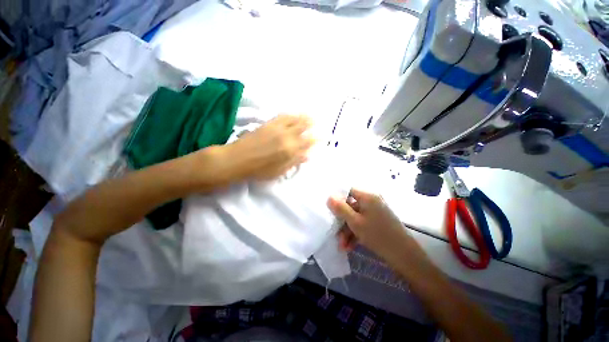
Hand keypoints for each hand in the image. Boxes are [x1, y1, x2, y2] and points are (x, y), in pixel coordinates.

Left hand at [222, 114, 314, 181]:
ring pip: (295, 120)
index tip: (323, 136)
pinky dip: (291, 115)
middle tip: (319, 123)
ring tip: (312, 116)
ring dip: (305, 117)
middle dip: (313, 125)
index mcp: (290, 151)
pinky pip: (283, 116)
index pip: (308, 143)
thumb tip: (308, 156)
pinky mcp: (268, 124)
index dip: (316, 139)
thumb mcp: (279, 172)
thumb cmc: (259, 170)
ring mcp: (277, 128)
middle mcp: (287, 137)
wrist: (236, 160)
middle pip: (304, 129)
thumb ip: (294, 162)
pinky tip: (295, 114)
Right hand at [327, 189, 410, 259]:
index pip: (348, 190)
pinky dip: (356, 233)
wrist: (404, 256)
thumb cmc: (378, 235)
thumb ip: (340, 208)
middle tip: (335, 234)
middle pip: (351, 206)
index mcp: (367, 196)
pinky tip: (349, 246)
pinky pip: (363, 223)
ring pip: (356, 217)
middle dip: (342, 221)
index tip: (330, 209)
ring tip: (342, 245)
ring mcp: (375, 211)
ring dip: (347, 230)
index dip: (338, 198)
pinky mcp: (378, 221)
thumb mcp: (355, 222)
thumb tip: (329, 196)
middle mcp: (372, 201)